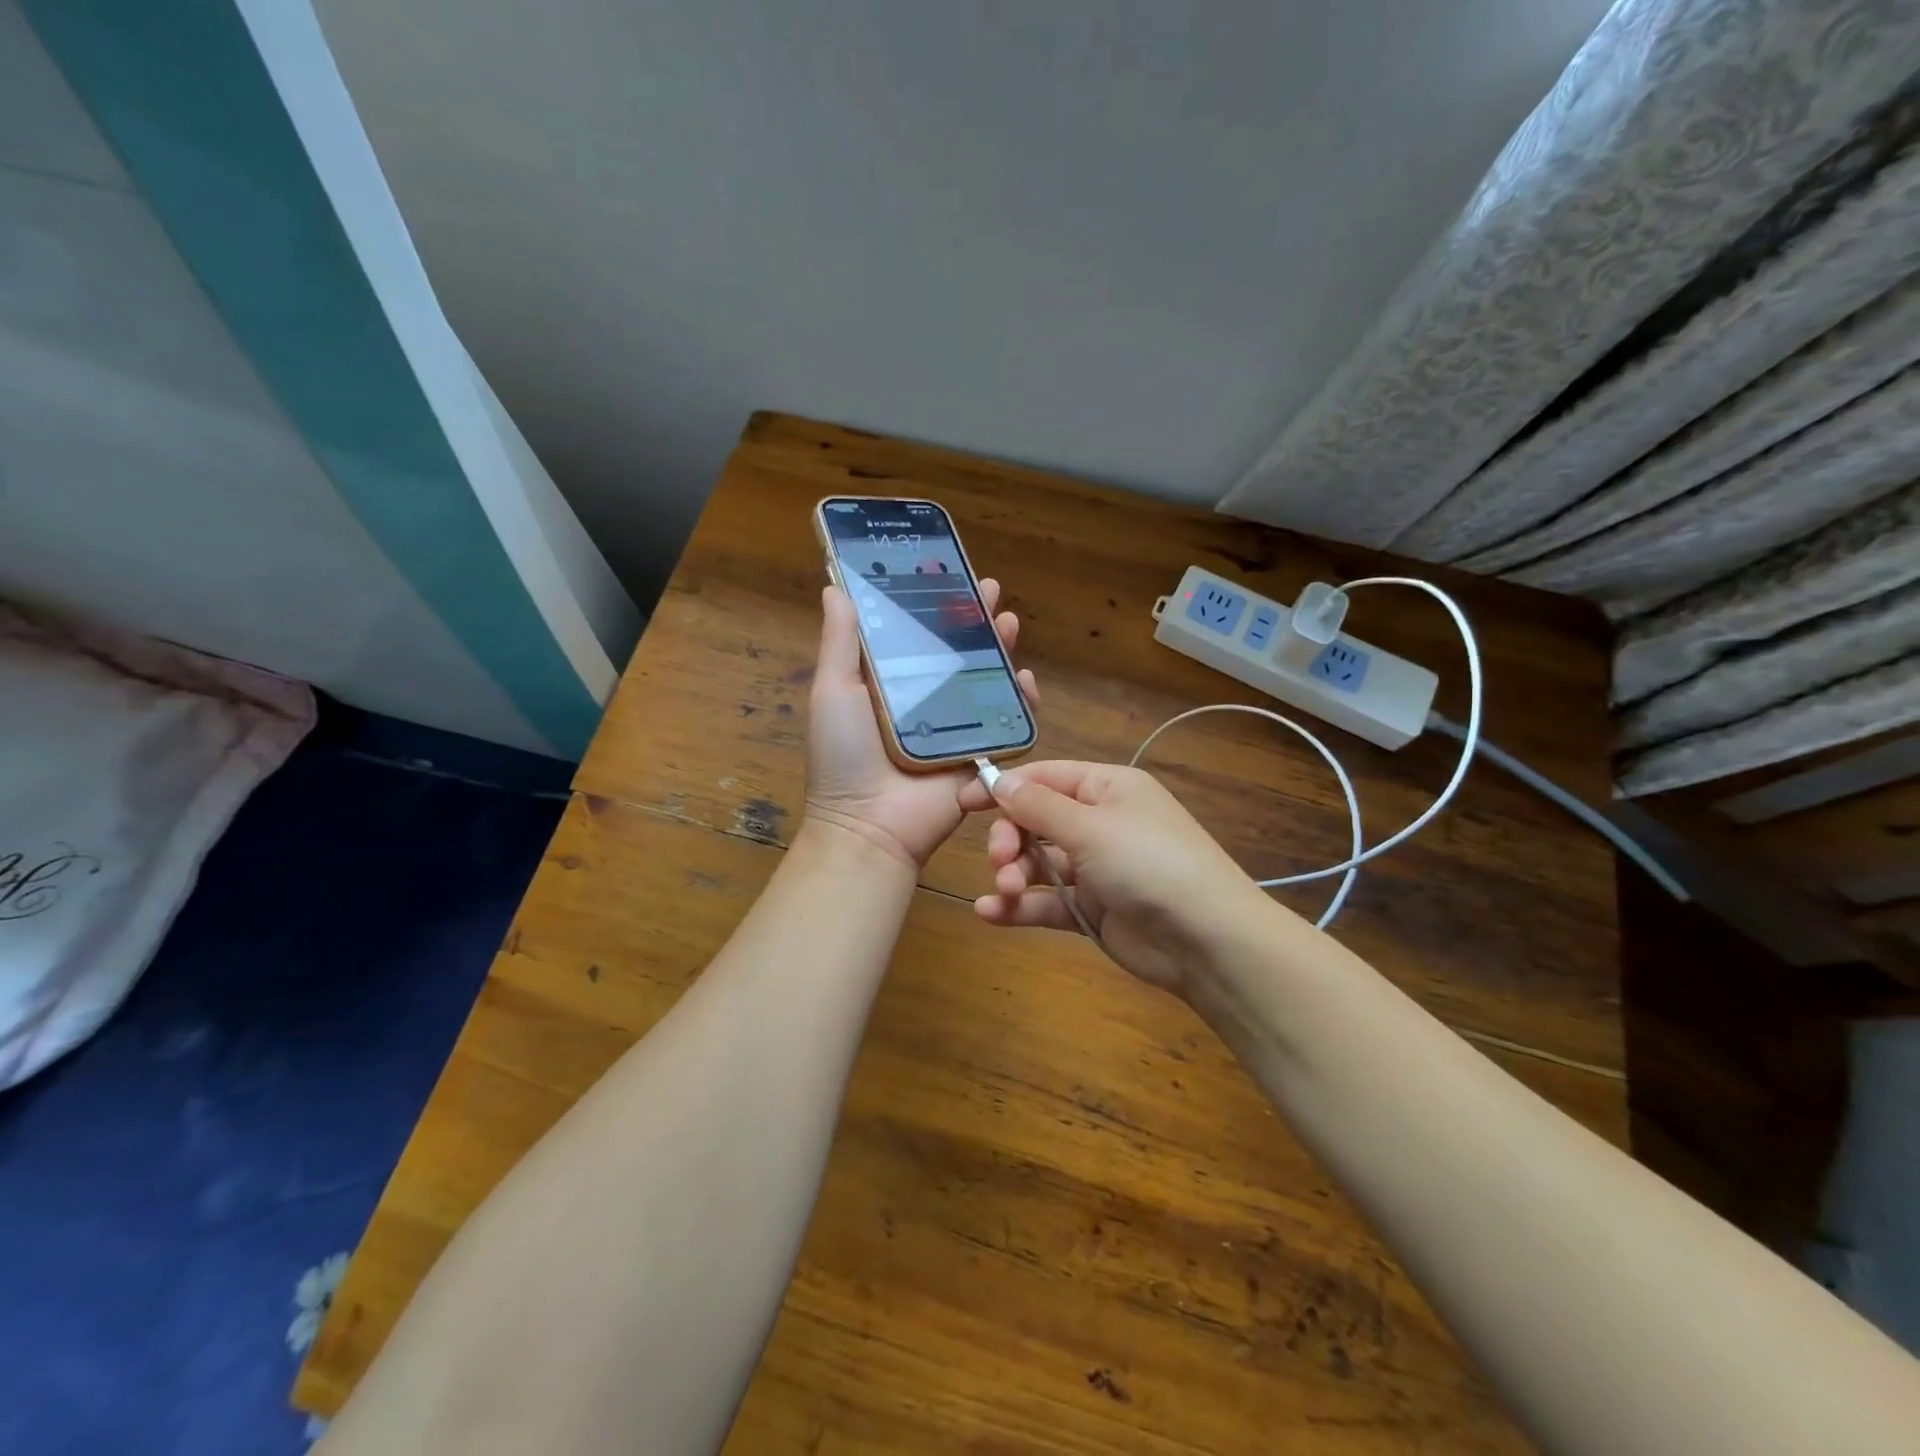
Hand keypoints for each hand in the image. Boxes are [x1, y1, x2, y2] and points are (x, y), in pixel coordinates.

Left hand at [803, 580, 1039, 869]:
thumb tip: (834, 588)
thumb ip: (840, 642)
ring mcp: (956, 729)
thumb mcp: (834, 692)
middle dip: (975, 622)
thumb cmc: (845, 757)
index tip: (948, 576)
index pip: (917, 637)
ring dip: (1001, 651)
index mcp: (891, 686)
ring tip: (1010, 622)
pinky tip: (1026, 678)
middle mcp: (926, 703)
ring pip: (986, 682)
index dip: (934, 607)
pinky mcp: (980, 755)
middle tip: (990, 591)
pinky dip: (1022, 702)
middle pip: (957, 654)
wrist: (869, 825)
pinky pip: (1008, 724)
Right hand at [956, 761, 1277, 993]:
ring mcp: (1097, 868)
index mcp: (1107, 788)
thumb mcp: (1090, 826)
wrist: (1207, 939)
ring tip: (1006, 889)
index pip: (1044, 777)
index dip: (1003, 787)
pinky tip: (990, 914)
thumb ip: (1037, 805)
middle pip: (1036, 821)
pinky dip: (1020, 907)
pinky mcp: (1093, 910)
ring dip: (1013, 874)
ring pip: (1039, 864)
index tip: (964, 803)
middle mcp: (1100, 823)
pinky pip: (1048, 901)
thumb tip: (998, 780)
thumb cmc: (1148, 863)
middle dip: (1010, 839)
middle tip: (999, 860)